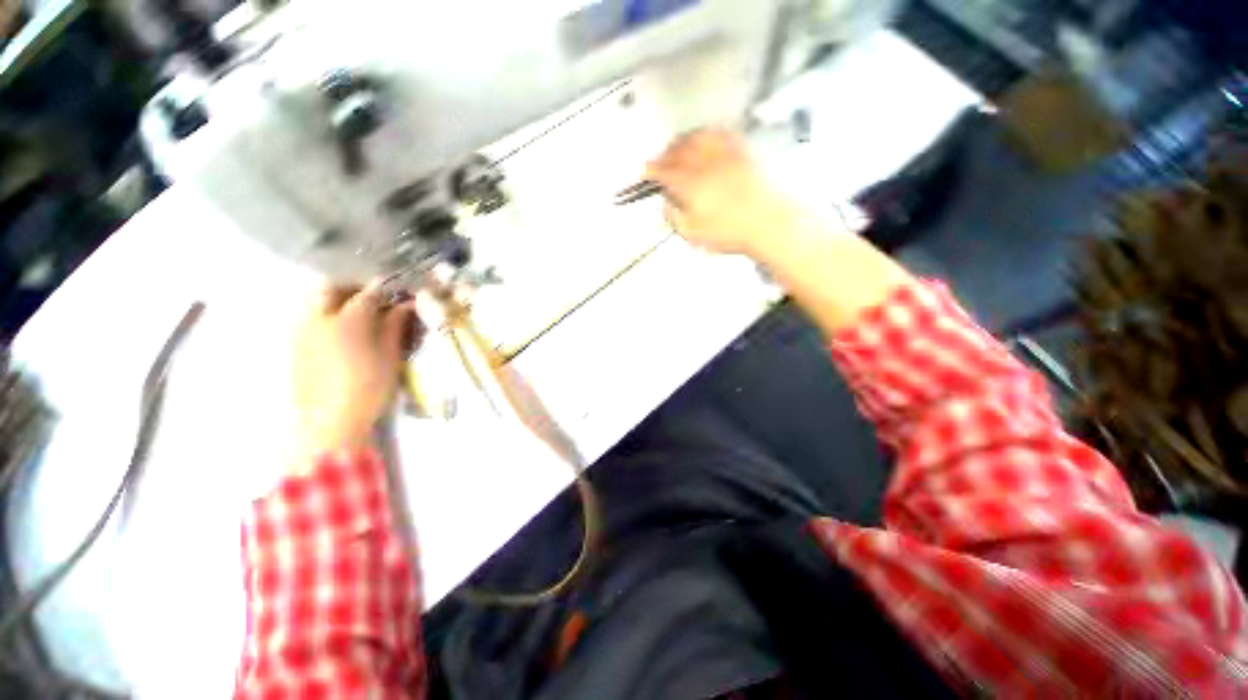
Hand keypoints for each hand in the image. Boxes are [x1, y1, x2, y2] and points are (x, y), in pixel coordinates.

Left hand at [290, 283, 415, 464]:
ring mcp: (301, 330)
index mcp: (348, 320)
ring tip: (355, 310)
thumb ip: (395, 326)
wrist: (329, 422)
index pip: (368, 293)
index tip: (397, 289)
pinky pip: (306, 316)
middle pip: (332, 287)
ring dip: (336, 298)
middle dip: (353, 286)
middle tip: (373, 296)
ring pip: (314, 300)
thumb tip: (406, 305)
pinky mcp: (293, 344)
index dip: (385, 288)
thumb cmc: (369, 388)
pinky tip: (339, 328)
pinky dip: (323, 313)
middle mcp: (318, 318)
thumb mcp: (390, 356)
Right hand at [646, 129, 797, 258]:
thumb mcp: (693, 233)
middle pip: (679, 150)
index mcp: (691, 184)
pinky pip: (722, 134)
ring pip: (698, 137)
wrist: (768, 224)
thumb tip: (667, 206)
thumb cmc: (733, 231)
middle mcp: (706, 164)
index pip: (664, 171)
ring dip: (684, 140)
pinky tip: (707, 136)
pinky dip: (709, 134)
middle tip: (660, 160)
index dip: (651, 170)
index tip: (646, 172)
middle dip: (665, 154)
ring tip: (679, 146)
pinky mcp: (744, 152)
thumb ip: (675, 218)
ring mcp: (726, 155)